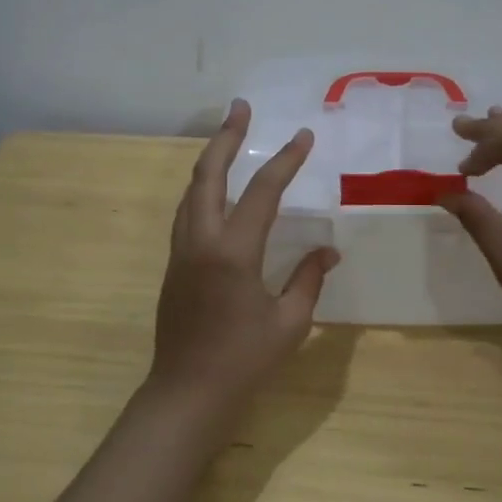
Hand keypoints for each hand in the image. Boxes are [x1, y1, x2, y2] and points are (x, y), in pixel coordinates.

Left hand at [147, 99, 339, 417]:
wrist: (187, 393)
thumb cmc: (244, 361)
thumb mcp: (290, 323)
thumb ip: (309, 279)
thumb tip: (328, 251)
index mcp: (234, 252)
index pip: (263, 192)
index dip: (286, 161)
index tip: (304, 136)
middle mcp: (201, 241)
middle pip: (207, 175)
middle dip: (226, 137)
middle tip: (241, 108)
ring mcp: (181, 252)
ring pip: (191, 192)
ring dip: (210, 161)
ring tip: (228, 139)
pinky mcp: (174, 265)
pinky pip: (187, 213)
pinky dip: (203, 189)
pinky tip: (216, 191)